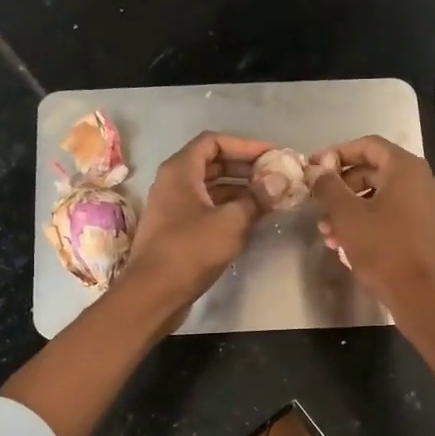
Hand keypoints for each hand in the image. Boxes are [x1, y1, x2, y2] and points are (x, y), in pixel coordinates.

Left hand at [120, 132, 274, 316]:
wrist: (153, 294)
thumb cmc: (190, 251)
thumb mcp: (231, 222)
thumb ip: (257, 198)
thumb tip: (281, 180)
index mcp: (180, 171)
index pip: (214, 141)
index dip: (246, 145)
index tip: (273, 155)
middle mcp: (173, 183)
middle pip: (213, 163)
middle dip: (246, 167)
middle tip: (277, 176)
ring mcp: (173, 207)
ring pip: (211, 188)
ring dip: (240, 190)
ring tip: (271, 197)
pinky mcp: (177, 230)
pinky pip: (207, 209)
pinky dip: (230, 209)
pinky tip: (253, 219)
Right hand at [309, 136, 434, 318]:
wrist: (422, 295)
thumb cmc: (383, 249)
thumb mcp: (347, 215)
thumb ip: (328, 187)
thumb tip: (316, 170)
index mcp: (406, 168)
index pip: (368, 145)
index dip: (337, 153)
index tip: (314, 168)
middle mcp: (421, 181)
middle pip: (374, 171)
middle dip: (341, 187)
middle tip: (318, 203)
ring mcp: (426, 206)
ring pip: (380, 197)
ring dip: (350, 209)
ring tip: (327, 231)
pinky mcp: (425, 230)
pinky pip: (391, 215)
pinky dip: (368, 222)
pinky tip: (345, 244)